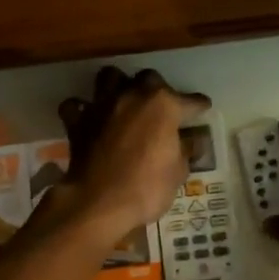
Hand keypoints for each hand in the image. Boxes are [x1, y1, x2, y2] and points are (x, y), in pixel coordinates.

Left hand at [53, 67, 209, 241]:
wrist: (98, 203)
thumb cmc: (146, 188)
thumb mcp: (178, 172)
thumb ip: (184, 150)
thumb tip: (189, 141)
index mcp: (164, 105)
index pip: (189, 100)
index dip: (198, 105)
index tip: (202, 107)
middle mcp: (133, 96)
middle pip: (149, 78)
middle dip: (156, 88)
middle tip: (160, 106)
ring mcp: (103, 105)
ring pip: (109, 77)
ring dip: (118, 85)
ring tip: (123, 99)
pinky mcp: (78, 121)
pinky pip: (76, 105)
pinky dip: (82, 108)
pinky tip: (89, 117)